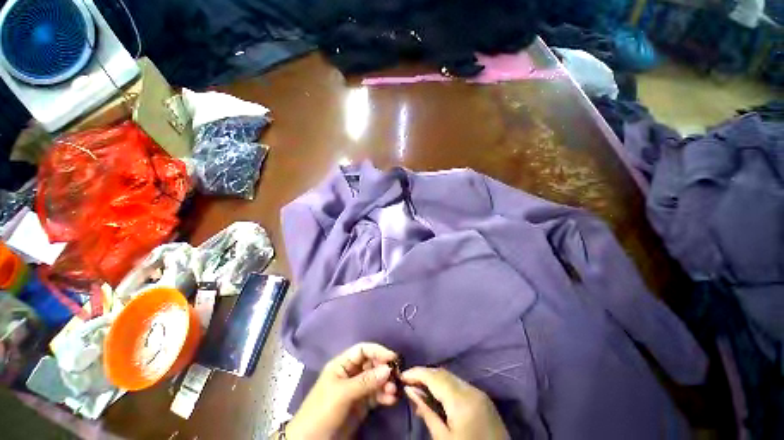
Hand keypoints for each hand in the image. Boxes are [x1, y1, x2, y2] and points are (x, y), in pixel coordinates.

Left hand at [285, 343, 398, 439]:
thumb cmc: (321, 411)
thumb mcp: (342, 394)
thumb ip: (365, 381)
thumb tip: (388, 368)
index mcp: (342, 364)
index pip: (362, 350)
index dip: (377, 351)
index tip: (392, 357)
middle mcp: (351, 373)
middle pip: (371, 364)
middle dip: (384, 368)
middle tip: (396, 376)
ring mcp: (357, 389)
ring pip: (376, 380)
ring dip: (386, 383)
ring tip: (394, 391)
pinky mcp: (362, 405)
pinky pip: (376, 395)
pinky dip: (385, 396)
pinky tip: (392, 399)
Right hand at [401, 367, 508, 439]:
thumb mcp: (443, 439)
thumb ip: (427, 411)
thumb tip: (410, 390)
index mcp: (462, 399)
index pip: (434, 376)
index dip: (416, 373)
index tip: (401, 376)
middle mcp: (471, 389)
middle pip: (443, 373)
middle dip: (424, 375)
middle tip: (408, 384)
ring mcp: (479, 393)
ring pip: (451, 378)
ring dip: (434, 380)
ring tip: (419, 390)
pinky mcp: (483, 400)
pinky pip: (459, 386)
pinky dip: (446, 387)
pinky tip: (437, 397)